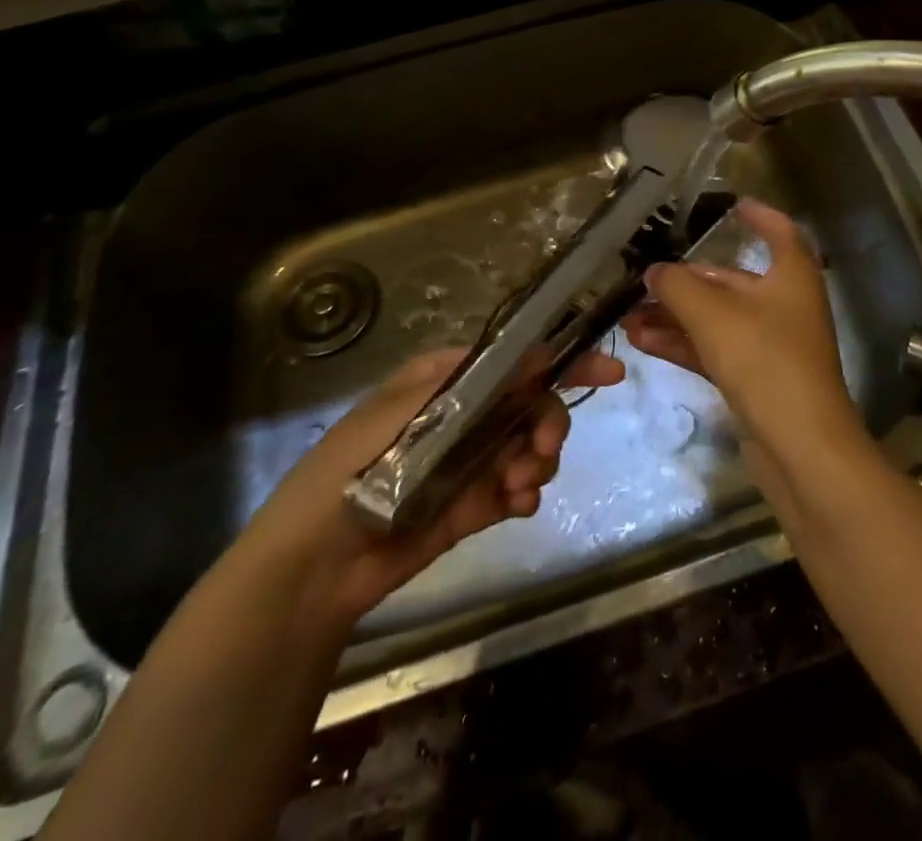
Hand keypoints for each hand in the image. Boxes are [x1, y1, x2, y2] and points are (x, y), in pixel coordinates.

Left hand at [237, 343, 624, 626]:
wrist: (312, 567)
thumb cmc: (347, 471)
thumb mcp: (399, 413)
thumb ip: (469, 386)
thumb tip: (537, 354)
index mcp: (447, 380)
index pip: (516, 360)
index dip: (563, 361)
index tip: (608, 372)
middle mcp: (466, 413)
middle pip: (532, 403)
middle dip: (548, 422)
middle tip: (544, 448)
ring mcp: (471, 459)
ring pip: (531, 445)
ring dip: (538, 461)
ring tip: (519, 486)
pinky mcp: (474, 503)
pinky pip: (518, 488)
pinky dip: (526, 492)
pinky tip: (516, 504)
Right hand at [622, 199, 862, 462]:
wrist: (801, 447)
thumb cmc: (765, 361)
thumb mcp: (713, 315)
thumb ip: (678, 286)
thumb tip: (654, 271)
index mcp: (791, 276)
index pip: (779, 231)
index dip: (758, 216)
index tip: (731, 205)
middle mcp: (785, 305)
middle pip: (733, 281)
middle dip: (687, 281)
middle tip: (644, 279)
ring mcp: (771, 345)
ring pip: (717, 319)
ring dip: (675, 316)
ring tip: (628, 316)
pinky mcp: (756, 380)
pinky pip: (714, 350)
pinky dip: (683, 344)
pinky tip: (643, 342)